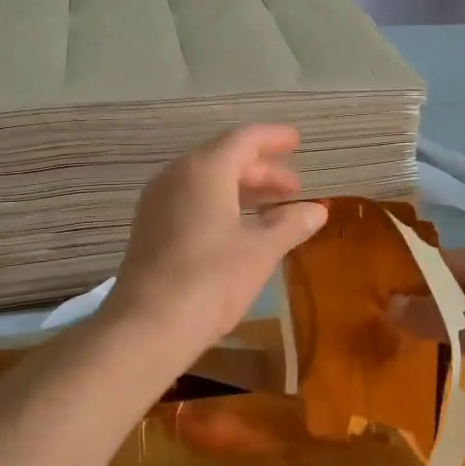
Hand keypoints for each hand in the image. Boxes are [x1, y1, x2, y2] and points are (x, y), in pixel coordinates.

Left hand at [103, 126, 327, 367]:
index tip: (296, 142)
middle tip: (294, 187)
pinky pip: (192, 201)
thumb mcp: (261, 250)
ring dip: (243, 189)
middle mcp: (177, 176)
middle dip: (262, 170)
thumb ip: (290, 224)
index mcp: (205, 170)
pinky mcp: (150, 229)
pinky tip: (240, 229)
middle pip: (224, 159)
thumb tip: (317, 210)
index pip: (244, 139)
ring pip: (207, 182)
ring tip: (275, 208)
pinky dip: (221, 205)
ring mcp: (158, 203)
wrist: (147, 327)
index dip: (273, 138)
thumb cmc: (211, 279)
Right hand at [389, 241, 464, 414]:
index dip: (416, 285)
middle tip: (400, 333)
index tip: (385, 310)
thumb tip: (388, 304)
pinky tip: (460, 361)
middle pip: (463, 284)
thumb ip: (428, 314)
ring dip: (453, 328)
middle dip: (434, 308)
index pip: (449, 262)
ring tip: (422, 349)